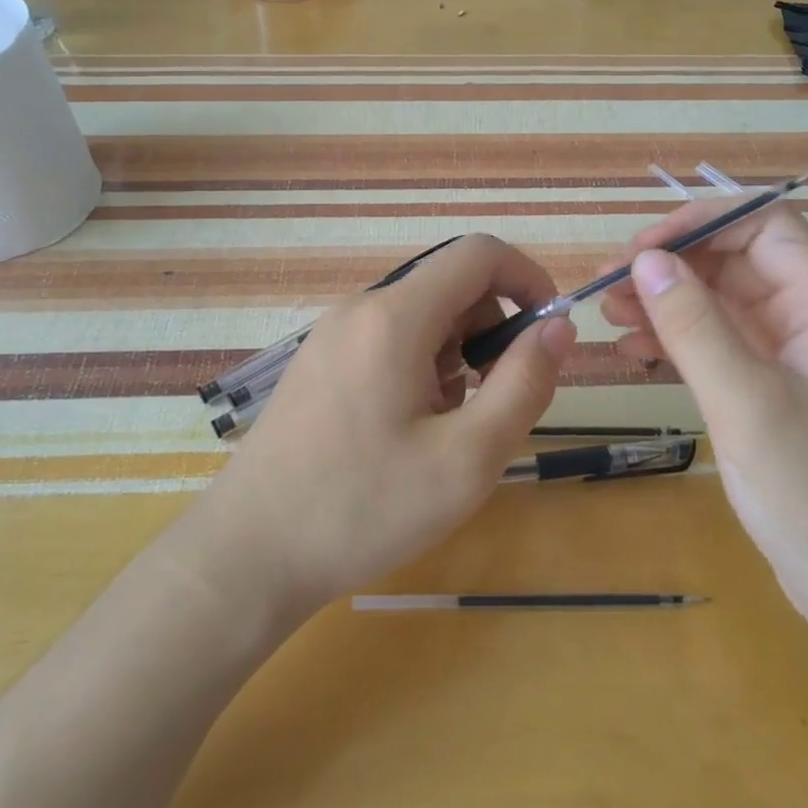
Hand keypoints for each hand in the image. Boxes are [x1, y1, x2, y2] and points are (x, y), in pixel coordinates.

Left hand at [195, 234, 576, 616]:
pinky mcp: (319, 363)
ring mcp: (332, 335)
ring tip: (446, 430)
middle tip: (494, 405)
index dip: (527, 279)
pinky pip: (389, 342)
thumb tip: (558, 326)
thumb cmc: (363, 508)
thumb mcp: (466, 458)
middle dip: (491, 333)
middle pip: (451, 287)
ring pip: (422, 318)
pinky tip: (408, 432)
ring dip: (456, 358)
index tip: (548, 334)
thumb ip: (523, 384)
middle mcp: (360, 309)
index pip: (478, 254)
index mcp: (395, 316)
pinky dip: (421, 369)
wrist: (248, 554)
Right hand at [599, 200, 807, 638]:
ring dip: (666, 300)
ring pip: (721, 301)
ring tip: (610, 313)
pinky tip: (635, 351)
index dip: (700, 223)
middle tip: (608, 284)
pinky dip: (676, 338)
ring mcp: (790, 356)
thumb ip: (694, 325)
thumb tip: (646, 260)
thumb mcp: (747, 403)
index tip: (638, 249)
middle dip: (672, 264)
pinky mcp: (770, 390)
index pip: (763, 226)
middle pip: (737, 260)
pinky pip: (718, 343)